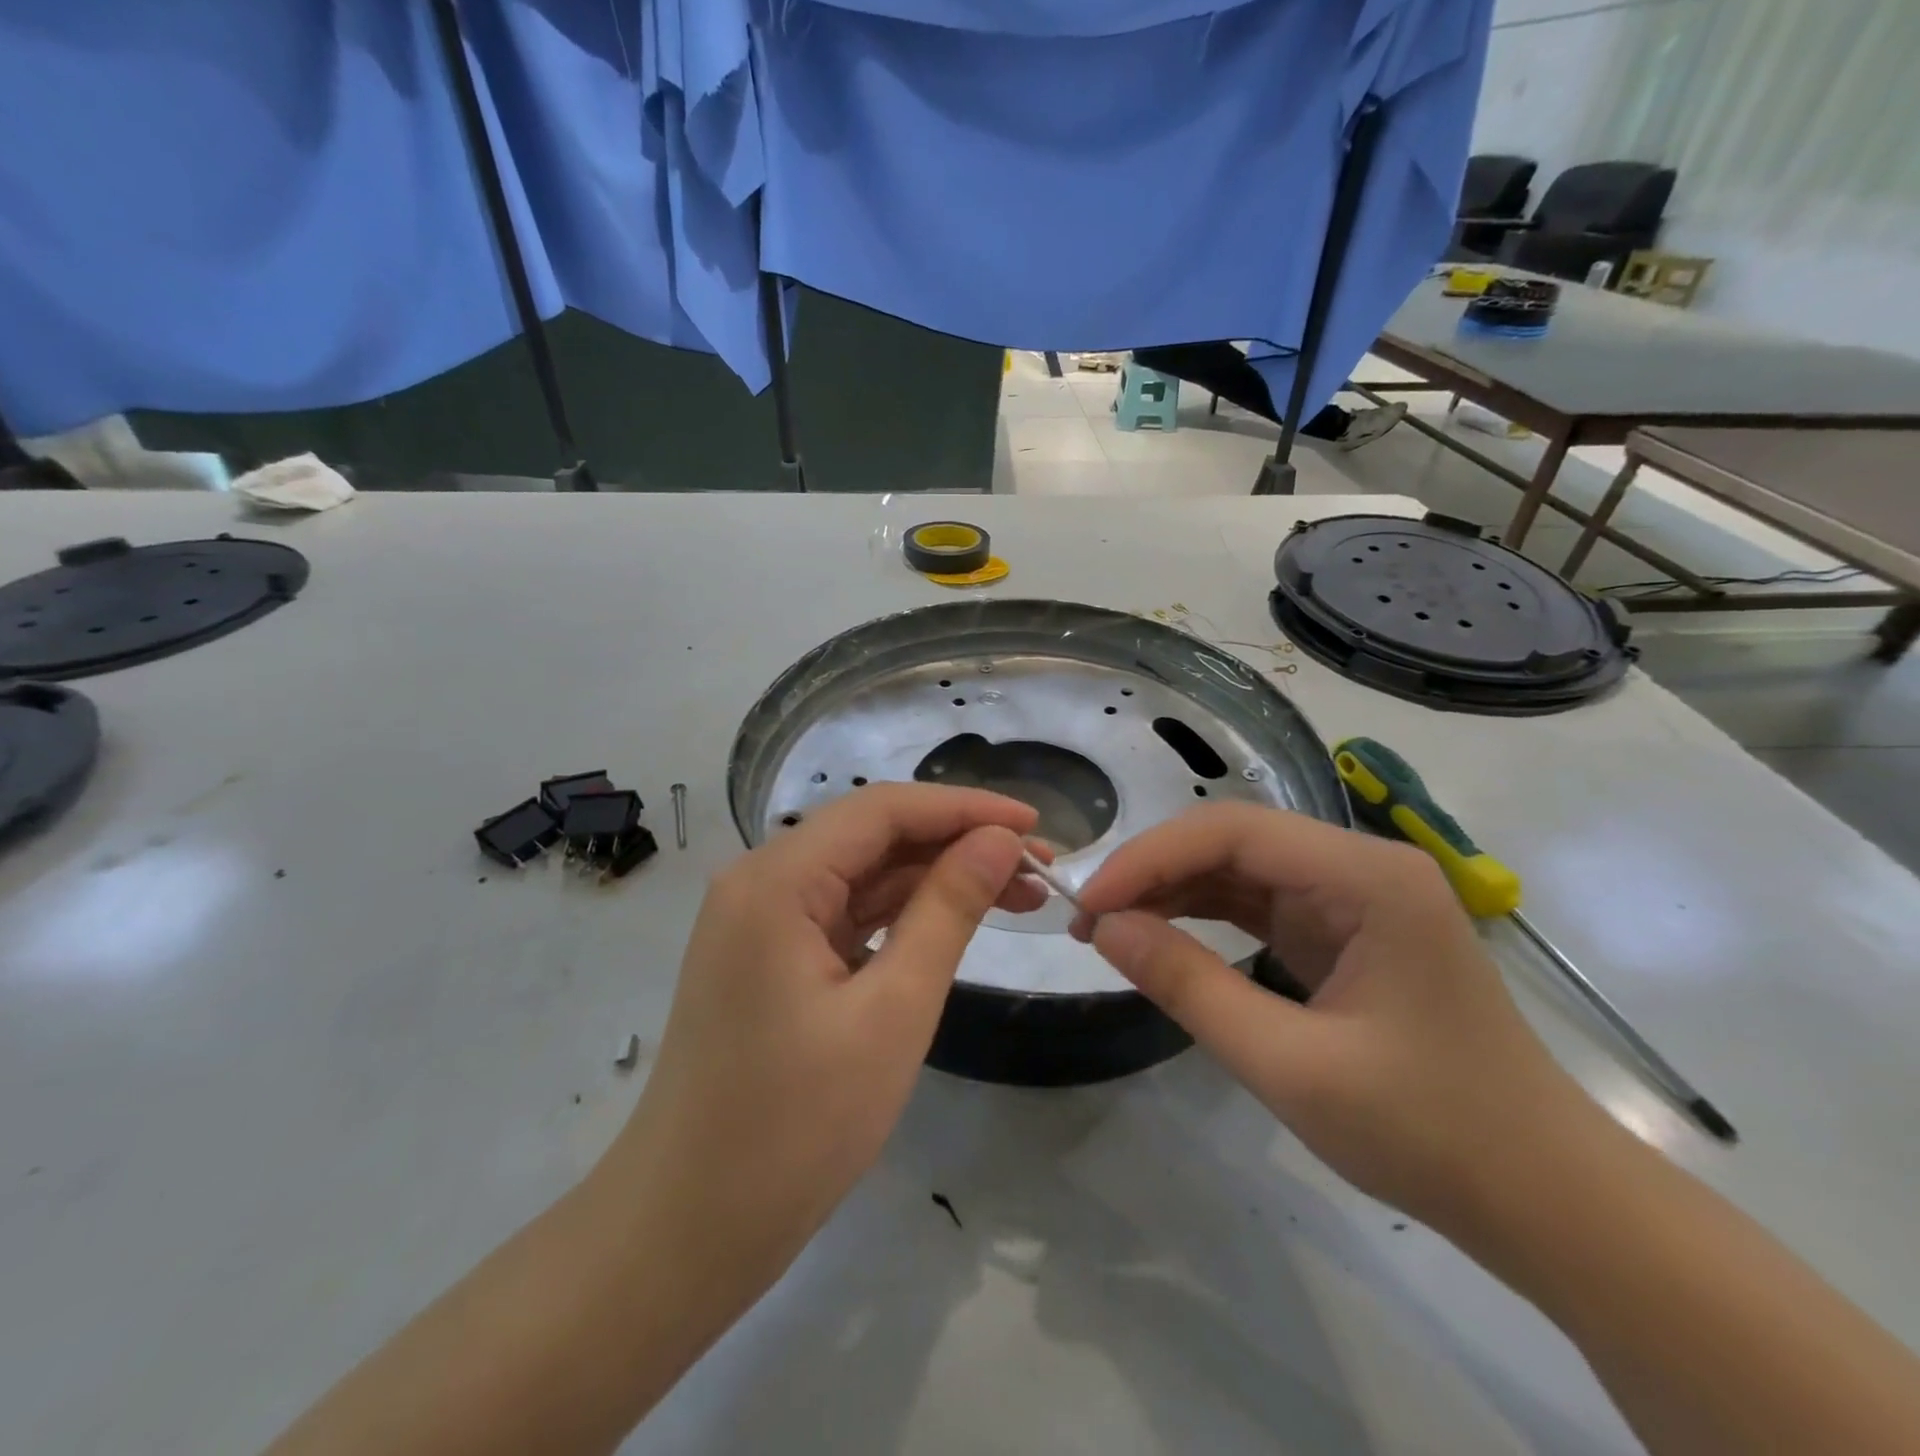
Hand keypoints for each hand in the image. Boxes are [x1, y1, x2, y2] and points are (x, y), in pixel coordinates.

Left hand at [602, 783, 1044, 1296]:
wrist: (686, 1231)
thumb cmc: (794, 1128)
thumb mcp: (893, 1012)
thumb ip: (948, 911)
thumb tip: (999, 842)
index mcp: (776, 879)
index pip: (883, 809)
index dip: (965, 808)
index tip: (1035, 825)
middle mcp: (760, 881)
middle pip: (873, 835)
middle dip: (957, 843)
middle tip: (1039, 869)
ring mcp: (761, 920)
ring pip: (864, 874)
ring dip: (936, 879)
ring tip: (1018, 894)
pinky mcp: (770, 956)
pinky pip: (846, 913)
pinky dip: (902, 914)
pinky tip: (953, 922)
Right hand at [1070, 804, 1599, 1230]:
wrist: (1544, 1200)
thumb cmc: (1429, 1132)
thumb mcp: (1290, 1065)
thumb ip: (1189, 986)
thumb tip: (1104, 928)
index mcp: (1366, 877)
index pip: (1231, 831)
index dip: (1149, 858)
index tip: (1089, 904)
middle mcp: (1361, 866)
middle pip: (1233, 840)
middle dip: (1155, 872)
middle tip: (1089, 919)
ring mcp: (1354, 896)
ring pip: (1240, 868)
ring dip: (1172, 890)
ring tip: (1110, 927)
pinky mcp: (1344, 929)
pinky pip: (1257, 902)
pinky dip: (1203, 914)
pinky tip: (1161, 933)